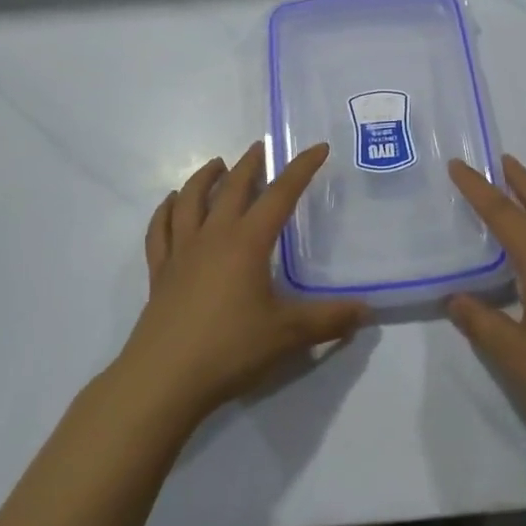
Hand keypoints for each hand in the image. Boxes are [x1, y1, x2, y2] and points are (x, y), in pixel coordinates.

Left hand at [116, 141, 365, 427]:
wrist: (164, 378)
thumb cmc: (230, 349)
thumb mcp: (288, 335)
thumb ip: (328, 320)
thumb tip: (365, 310)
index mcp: (247, 243)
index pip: (280, 195)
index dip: (301, 169)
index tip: (317, 148)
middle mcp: (213, 236)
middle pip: (232, 188)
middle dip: (249, 164)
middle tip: (260, 148)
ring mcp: (181, 252)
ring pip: (190, 200)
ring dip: (204, 177)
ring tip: (216, 164)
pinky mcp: (160, 272)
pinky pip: (159, 230)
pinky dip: (165, 210)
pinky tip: (171, 203)